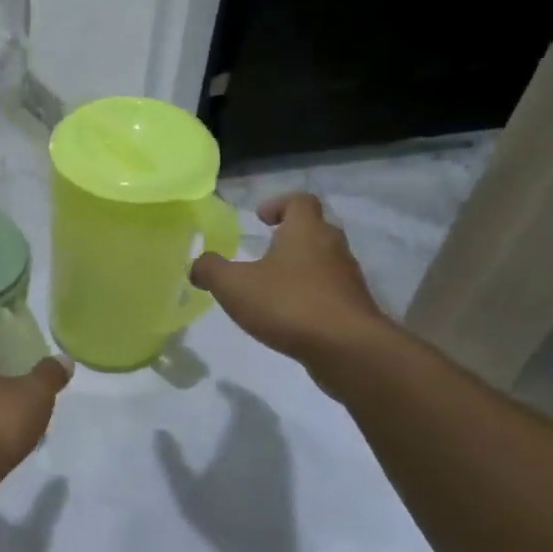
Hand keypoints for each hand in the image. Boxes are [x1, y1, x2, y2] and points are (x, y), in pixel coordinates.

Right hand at [189, 194, 390, 365]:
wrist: (348, 350)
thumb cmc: (288, 304)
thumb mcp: (234, 285)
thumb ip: (210, 270)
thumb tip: (197, 265)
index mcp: (306, 232)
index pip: (300, 201)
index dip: (279, 204)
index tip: (260, 219)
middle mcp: (333, 248)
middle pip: (315, 229)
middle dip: (290, 236)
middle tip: (265, 250)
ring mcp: (348, 279)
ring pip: (324, 262)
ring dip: (301, 268)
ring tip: (272, 287)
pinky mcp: (355, 308)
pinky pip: (330, 292)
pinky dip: (311, 296)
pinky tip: (289, 315)